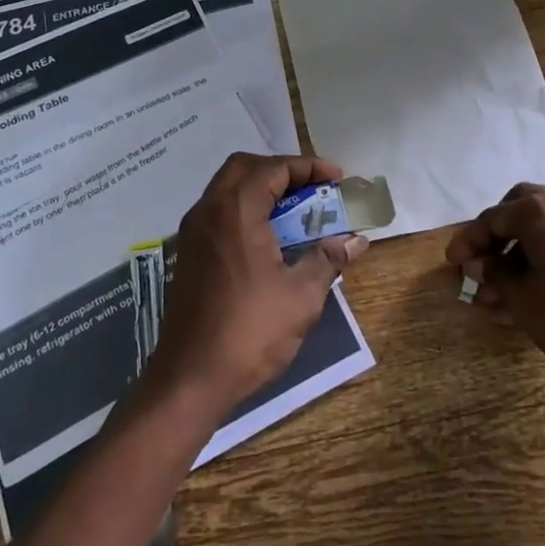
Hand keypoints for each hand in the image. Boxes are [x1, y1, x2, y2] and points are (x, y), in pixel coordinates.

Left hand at [149, 153, 368, 409]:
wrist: (190, 378)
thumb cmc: (250, 332)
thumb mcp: (301, 296)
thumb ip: (327, 259)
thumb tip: (356, 241)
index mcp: (236, 211)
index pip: (273, 169)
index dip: (307, 167)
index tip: (336, 177)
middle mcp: (209, 210)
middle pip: (244, 167)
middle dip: (280, 170)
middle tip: (311, 187)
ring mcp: (193, 232)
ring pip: (226, 188)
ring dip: (260, 188)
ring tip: (294, 209)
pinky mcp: (187, 253)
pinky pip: (217, 211)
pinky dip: (244, 208)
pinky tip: (267, 236)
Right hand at [445, 183, 544, 401]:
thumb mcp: (521, 298)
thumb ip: (493, 274)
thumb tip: (480, 265)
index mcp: (541, 208)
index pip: (492, 219)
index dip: (468, 242)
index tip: (451, 263)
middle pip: (516, 211)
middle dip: (494, 238)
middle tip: (478, 264)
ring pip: (540, 227)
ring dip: (516, 253)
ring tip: (499, 291)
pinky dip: (541, 255)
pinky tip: (528, 288)